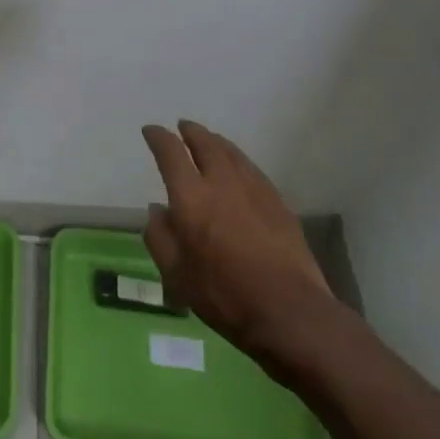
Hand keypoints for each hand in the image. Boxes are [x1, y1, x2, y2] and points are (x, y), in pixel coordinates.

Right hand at [141, 120, 333, 366]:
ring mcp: (254, 189)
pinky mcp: (277, 202)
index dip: (158, 137)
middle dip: (191, 131)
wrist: (289, 311)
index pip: (170, 152)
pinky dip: (238, 160)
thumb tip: (157, 210)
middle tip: (183, 127)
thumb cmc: (224, 296)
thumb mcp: (176, 275)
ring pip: (231, 152)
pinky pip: (252, 169)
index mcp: (191, 196)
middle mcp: (222, 182)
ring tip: (209, 140)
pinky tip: (239, 169)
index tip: (151, 131)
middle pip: (205, 143)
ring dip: (215, 141)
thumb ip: (160, 238)